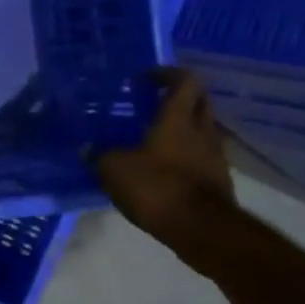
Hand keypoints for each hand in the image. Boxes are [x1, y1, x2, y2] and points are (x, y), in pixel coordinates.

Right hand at [94, 68, 239, 274]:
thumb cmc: (158, 188)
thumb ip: (100, 156)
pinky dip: (187, 154)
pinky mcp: (218, 179)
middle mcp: (202, 130)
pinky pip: (202, 155)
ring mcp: (215, 155)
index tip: (146, 78)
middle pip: (199, 101)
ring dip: (183, 127)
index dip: (167, 74)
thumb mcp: (115, 171)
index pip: (184, 80)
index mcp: (178, 118)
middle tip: (153, 103)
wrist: (203, 230)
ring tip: (154, 137)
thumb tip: (86, 149)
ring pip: (202, 129)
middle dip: (178, 97)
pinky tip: (165, 167)